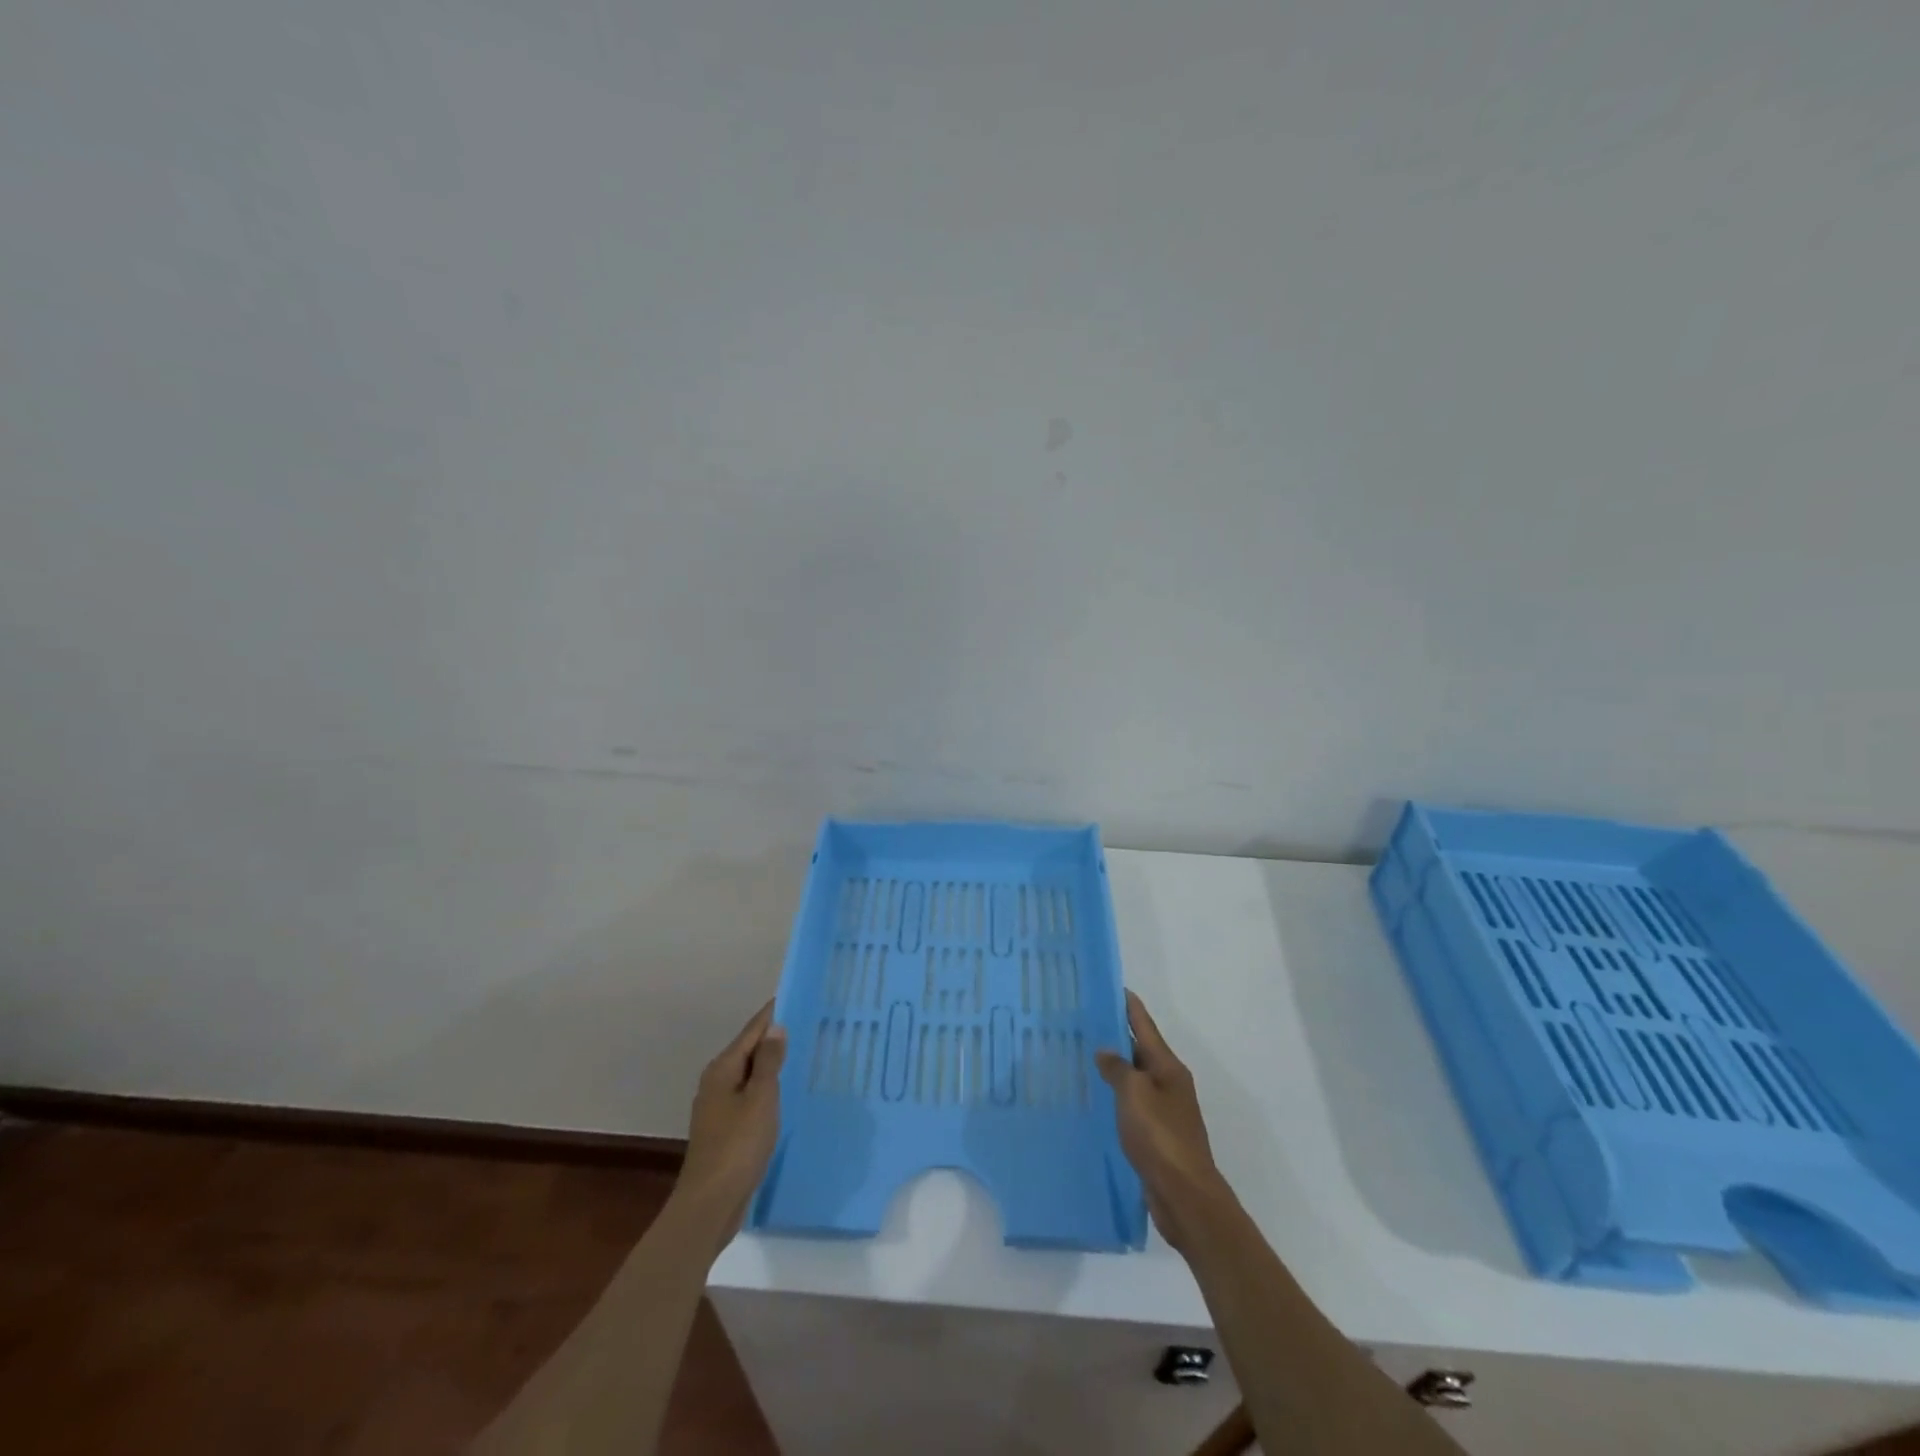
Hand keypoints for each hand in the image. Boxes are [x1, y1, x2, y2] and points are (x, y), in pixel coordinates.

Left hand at [672, 1000, 786, 1242]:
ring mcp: (719, 1107)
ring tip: (804, 1054)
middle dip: (776, 1037)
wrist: (710, 1204)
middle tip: (809, 1023)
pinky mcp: (726, 1129)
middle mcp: (717, 1082)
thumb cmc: (737, 1146)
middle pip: (750, 1050)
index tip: (798, 996)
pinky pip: (751, 1096)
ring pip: (751, 1074)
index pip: (752, 1030)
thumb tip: (776, 1027)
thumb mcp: (760, 1099)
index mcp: (723, 1069)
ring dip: (773, 1064)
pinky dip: (768, 1088)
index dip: (774, 1013)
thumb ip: (769, 1062)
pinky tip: (787, 1093)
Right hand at [1096, 992, 1234, 1251]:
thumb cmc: (1160, 1137)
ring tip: (1085, 1056)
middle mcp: (1169, 1083)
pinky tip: (1098, 1099)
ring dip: (1116, 1067)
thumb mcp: (1134, 1094)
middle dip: (1117, 1035)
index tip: (1114, 987)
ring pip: (1136, 1079)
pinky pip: (1133, 1105)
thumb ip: (1117, 1068)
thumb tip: (1106, 1051)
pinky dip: (1117, 1096)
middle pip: (1142, 1050)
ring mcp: (1165, 1110)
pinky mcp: (1157, 1136)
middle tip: (1087, 1022)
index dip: (1130, 1006)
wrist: (1185, 1195)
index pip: (1145, 1026)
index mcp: (1168, 1067)